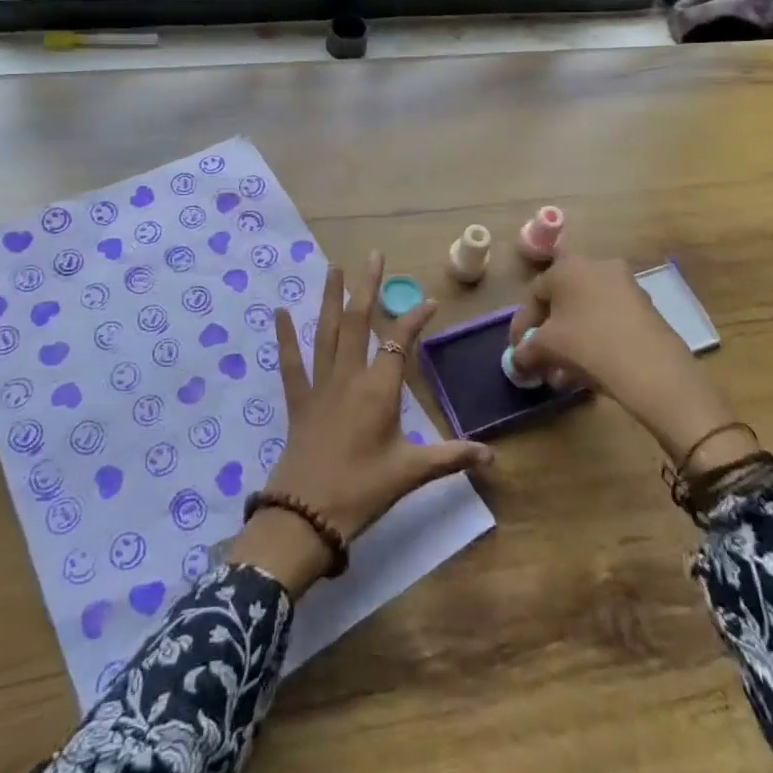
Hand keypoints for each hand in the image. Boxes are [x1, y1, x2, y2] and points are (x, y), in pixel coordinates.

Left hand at [227, 252, 492, 596]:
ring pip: (325, 331)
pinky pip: (290, 362)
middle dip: (367, 287)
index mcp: (378, 391)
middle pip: (358, 322)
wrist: (305, 516)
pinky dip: (285, 337)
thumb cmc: (362, 491)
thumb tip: (493, 457)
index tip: (429, 302)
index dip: (415, 319)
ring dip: (330, 297)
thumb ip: (451, 457)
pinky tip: (279, 311)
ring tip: (334, 267)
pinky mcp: (298, 399)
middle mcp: (349, 377)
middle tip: (373, 255)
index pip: (400, 342)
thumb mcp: (411, 474)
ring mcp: (320, 385)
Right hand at [508, 255, 754, 469]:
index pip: (534, 294)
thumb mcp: (546, 348)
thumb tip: (518, 360)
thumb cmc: (588, 345)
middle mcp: (597, 267)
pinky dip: (595, 342)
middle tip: (541, 362)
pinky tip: (589, 372)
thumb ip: (525, 351)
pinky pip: (609, 322)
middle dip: (548, 336)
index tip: (518, 352)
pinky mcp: (646, 308)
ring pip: (587, 315)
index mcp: (568, 267)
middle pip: (562, 303)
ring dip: (570, 342)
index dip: (522, 325)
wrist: (653, 369)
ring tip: (563, 375)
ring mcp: (626, 286)